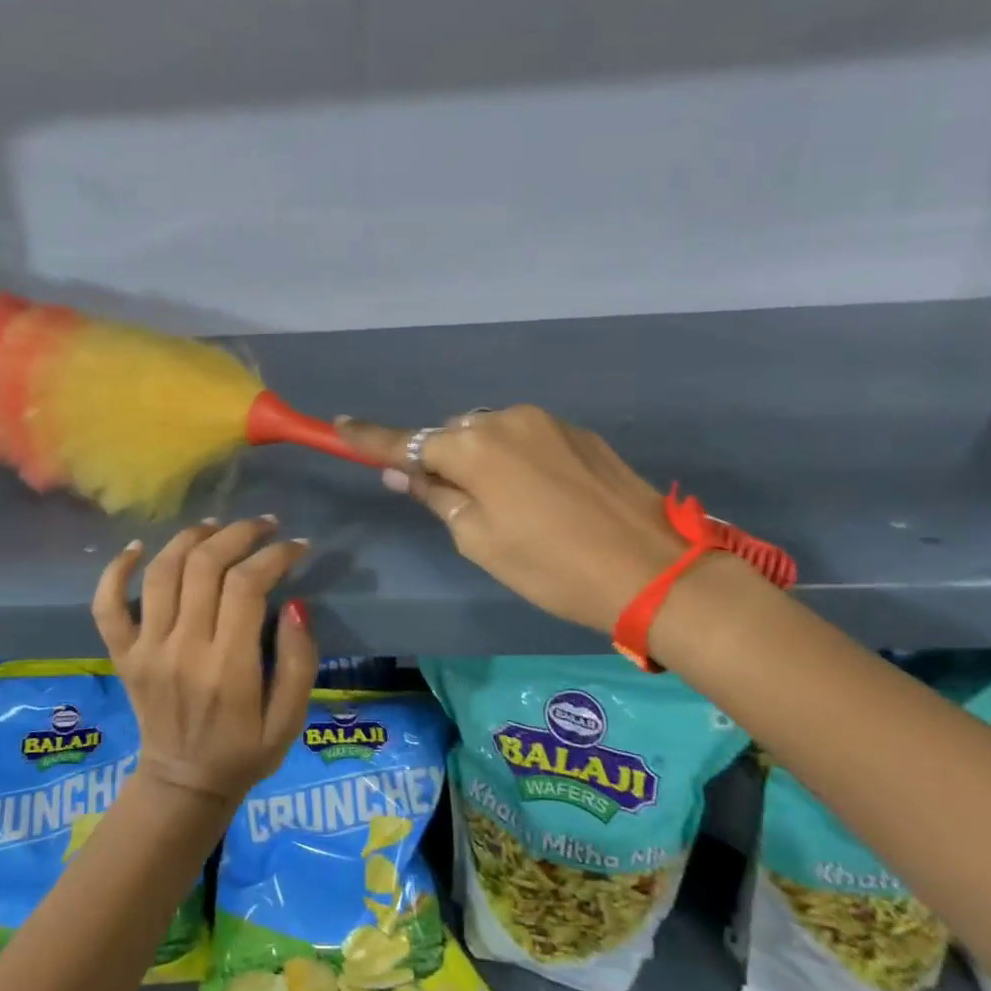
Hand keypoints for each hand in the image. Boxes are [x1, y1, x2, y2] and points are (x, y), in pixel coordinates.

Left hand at [91, 518, 317, 809]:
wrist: (183, 785)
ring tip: (217, 526)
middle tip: (263, 525)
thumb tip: (295, 604)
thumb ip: (298, 662)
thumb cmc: (245, 752)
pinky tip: (138, 547)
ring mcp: (146, 650)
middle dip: (238, 534)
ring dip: (190, 538)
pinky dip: (116, 570)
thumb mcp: (290, 720)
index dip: (274, 555)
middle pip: (204, 566)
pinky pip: (107, 605)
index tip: (296, 546)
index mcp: (227, 668)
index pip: (247, 586)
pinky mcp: (123, 654)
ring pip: (161, 572)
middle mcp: (182, 650)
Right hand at [337, 407, 686, 632]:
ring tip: (502, 505)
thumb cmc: (550, 565)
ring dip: (481, 459)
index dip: (369, 438)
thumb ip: (437, 498)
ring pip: (490, 434)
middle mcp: (506, 420)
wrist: (652, 570)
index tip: (337, 425)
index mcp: (474, 448)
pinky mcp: (579, 433)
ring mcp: (547, 422)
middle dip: (442, 460)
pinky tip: (539, 496)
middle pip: (452, 435)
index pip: (406, 442)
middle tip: (450, 501)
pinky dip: (515, 459)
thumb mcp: (479, 542)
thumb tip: (404, 473)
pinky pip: (526, 438)